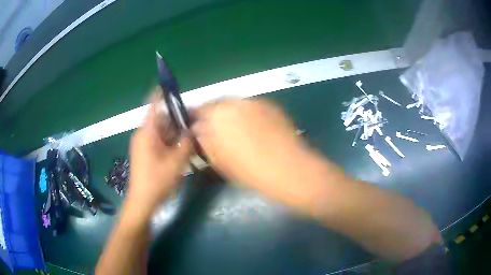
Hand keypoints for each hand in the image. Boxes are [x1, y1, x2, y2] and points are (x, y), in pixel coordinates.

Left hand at [125, 94, 191, 216]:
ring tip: (189, 135)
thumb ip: (186, 144)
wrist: (142, 201)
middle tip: (192, 121)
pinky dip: (170, 142)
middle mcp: (143, 135)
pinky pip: (159, 141)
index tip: (168, 84)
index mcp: (147, 133)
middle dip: (176, 120)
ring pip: (161, 132)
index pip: (153, 106)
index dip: (160, 94)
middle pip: (160, 120)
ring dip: (174, 133)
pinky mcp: (145, 153)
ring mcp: (143, 145)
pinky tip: (181, 149)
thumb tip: (192, 131)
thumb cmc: (157, 181)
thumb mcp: (176, 162)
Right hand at [192, 99, 306, 189]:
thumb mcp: (219, 160)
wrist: (287, 168)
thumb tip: (200, 132)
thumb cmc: (249, 170)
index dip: (198, 119)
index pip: (200, 110)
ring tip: (238, 131)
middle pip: (217, 104)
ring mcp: (254, 101)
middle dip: (214, 115)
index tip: (198, 128)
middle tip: (218, 131)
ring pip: (235, 104)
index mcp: (217, 116)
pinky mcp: (269, 104)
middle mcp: (234, 102)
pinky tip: (255, 128)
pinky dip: (248, 114)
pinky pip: (252, 106)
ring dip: (231, 114)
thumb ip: (205, 141)